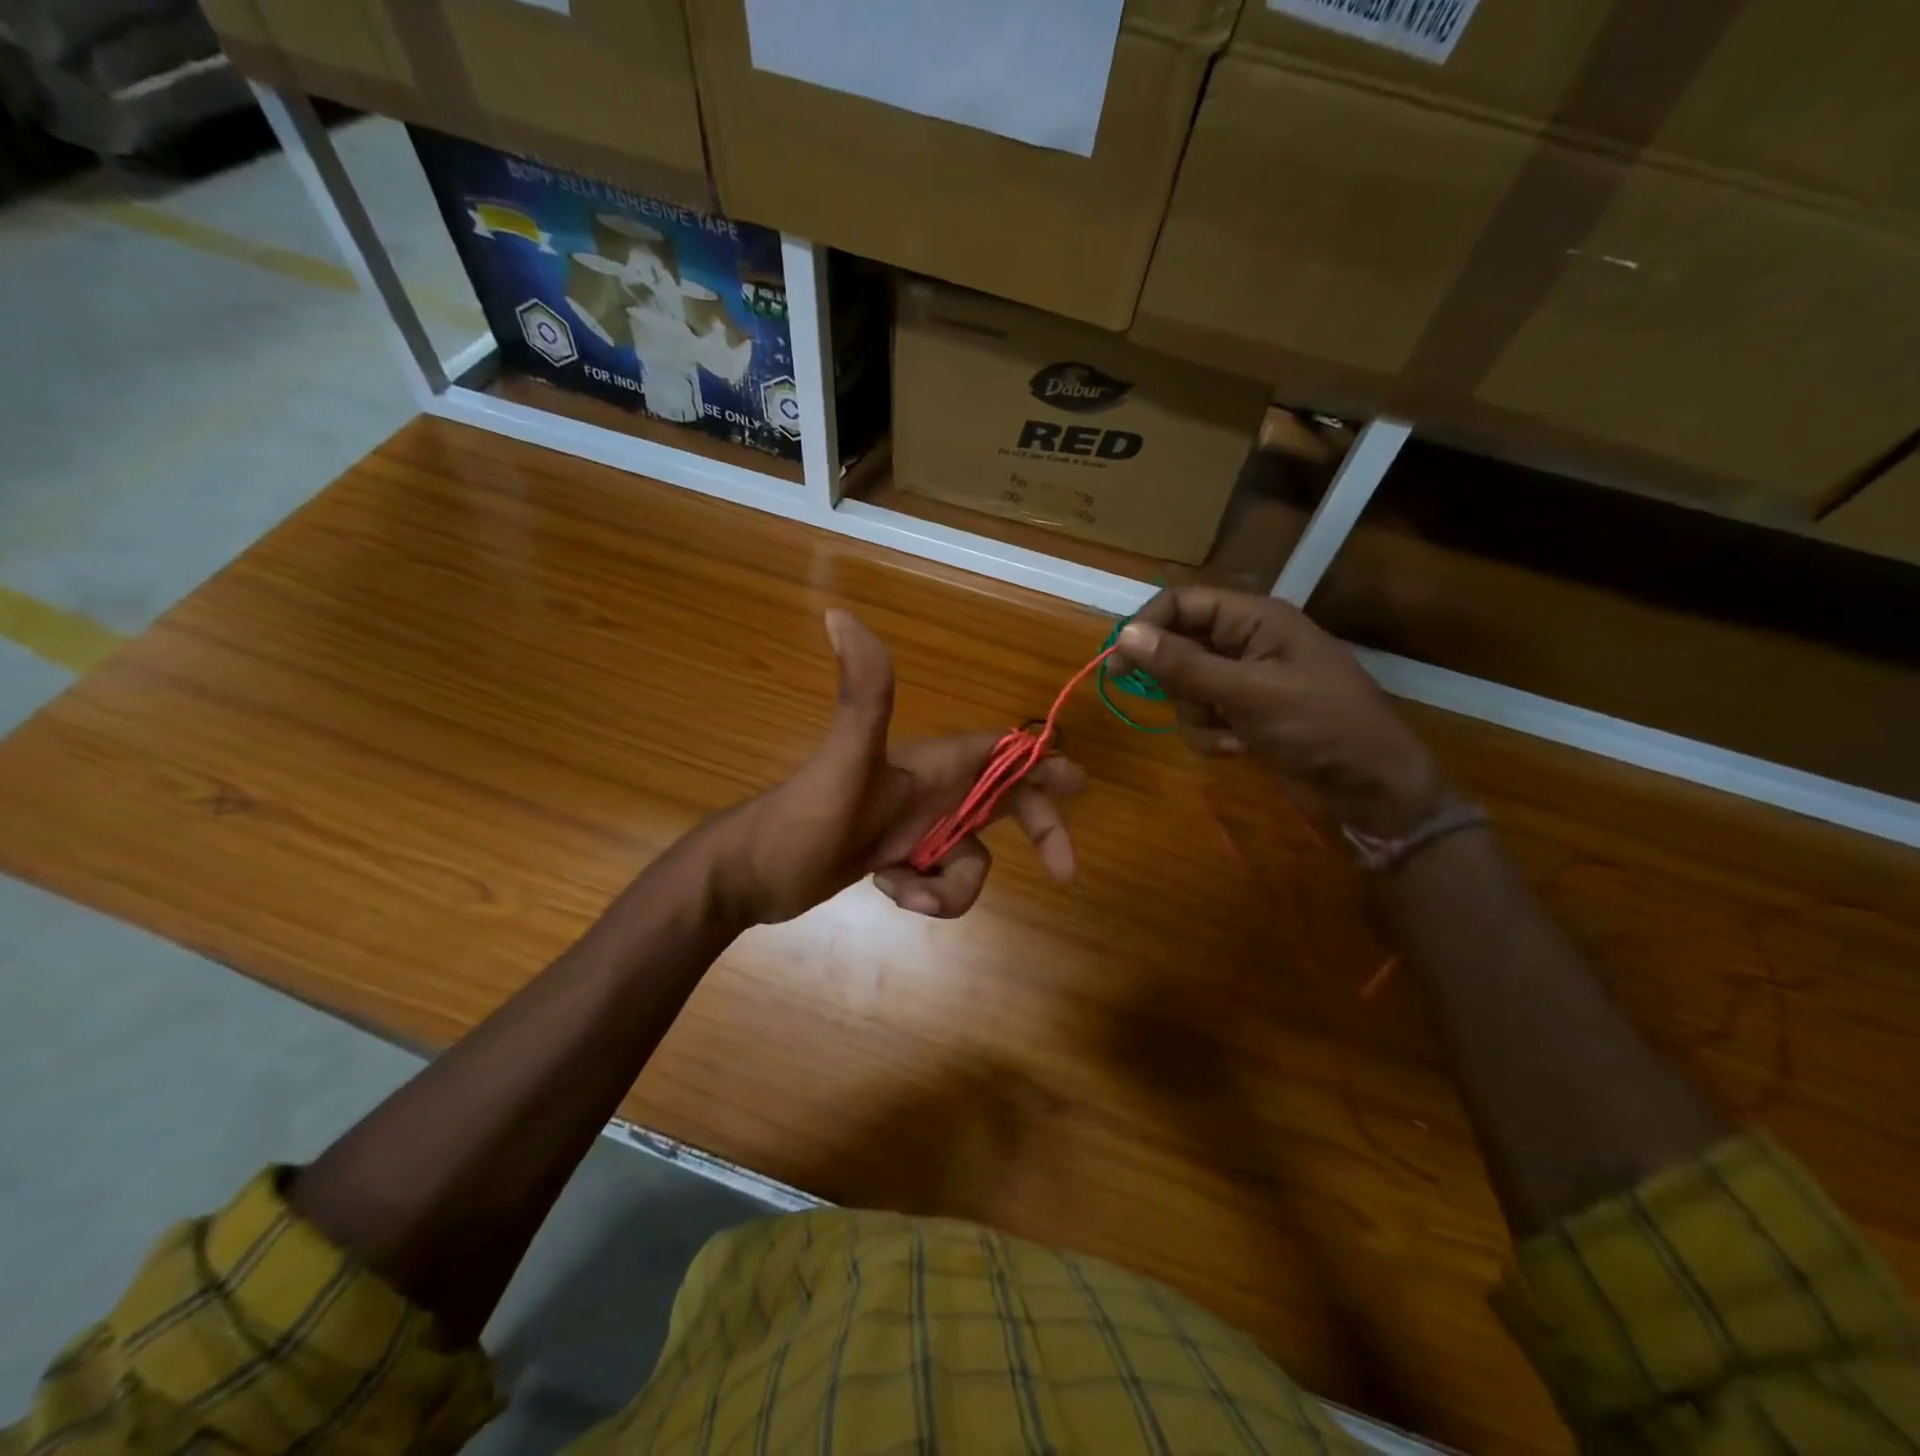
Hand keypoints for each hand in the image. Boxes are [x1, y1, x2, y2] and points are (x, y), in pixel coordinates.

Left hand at [707, 610, 1085, 923]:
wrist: (750, 875)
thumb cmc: (800, 820)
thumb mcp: (841, 762)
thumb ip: (862, 695)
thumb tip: (841, 612)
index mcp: (928, 764)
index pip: (1000, 753)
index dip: (1042, 763)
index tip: (1079, 786)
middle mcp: (929, 790)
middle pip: (1004, 804)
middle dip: (1036, 831)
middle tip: (1063, 870)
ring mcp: (915, 827)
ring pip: (971, 855)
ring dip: (953, 886)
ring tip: (907, 890)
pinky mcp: (900, 857)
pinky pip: (940, 880)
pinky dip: (926, 894)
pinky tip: (891, 892)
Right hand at [1112, 587, 1447, 836]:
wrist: (1369, 788)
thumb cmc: (1320, 726)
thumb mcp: (1248, 693)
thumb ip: (1184, 665)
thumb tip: (1124, 635)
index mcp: (1255, 619)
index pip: (1183, 603)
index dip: (1147, 627)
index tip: (1117, 663)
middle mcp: (1246, 643)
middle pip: (1178, 647)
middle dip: (1179, 684)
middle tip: (1195, 706)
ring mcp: (1244, 682)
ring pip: (1185, 688)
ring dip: (1197, 716)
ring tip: (1233, 734)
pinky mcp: (1243, 716)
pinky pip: (1201, 718)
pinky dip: (1211, 736)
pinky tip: (1242, 749)